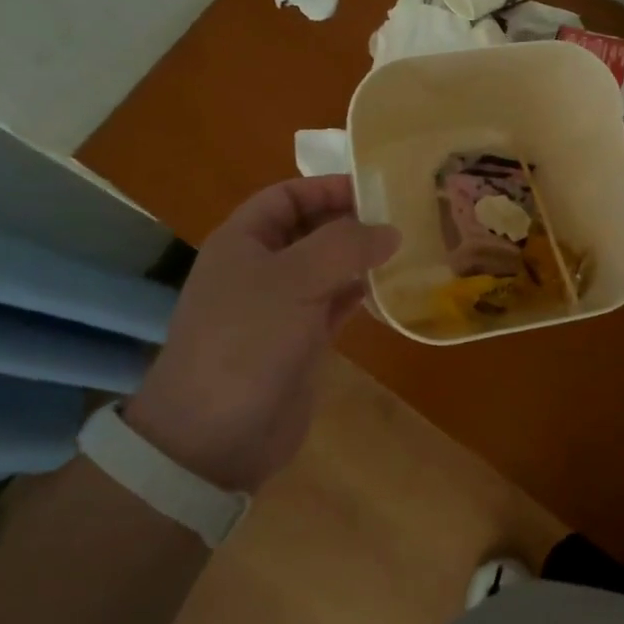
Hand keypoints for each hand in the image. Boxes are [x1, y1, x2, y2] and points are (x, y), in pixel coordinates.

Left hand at [124, 177, 399, 490]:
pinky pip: (336, 303)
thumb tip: (390, 231)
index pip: (288, 195)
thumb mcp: (295, 279)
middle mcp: (261, 267)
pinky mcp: (301, 340)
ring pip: (328, 267)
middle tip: (403, 215)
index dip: (328, 187)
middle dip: (352, 220)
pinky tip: (394, 287)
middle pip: (311, 229)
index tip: (377, 187)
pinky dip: (363, 292)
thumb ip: (346, 245)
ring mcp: (281, 306)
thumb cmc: (247, 341)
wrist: (215, 436)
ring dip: (362, 257)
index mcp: (243, 241)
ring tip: (408, 246)